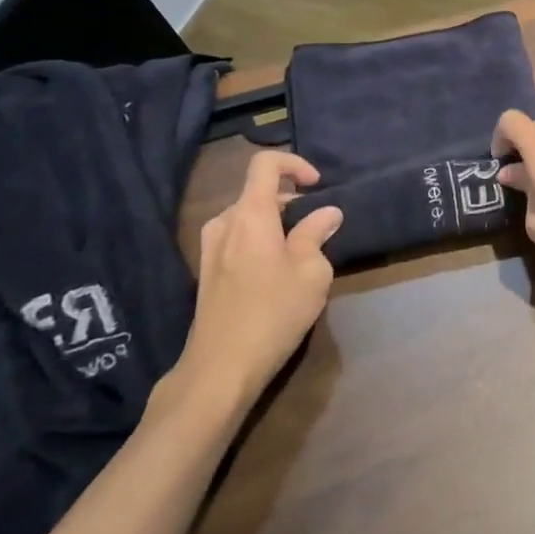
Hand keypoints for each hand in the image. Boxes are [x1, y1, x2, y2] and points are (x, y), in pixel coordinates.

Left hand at [161, 152, 341, 419]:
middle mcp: (225, 224)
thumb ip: (317, 234)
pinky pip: (238, 239)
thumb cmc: (273, 312)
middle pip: (258, 192)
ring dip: (277, 223)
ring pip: (248, 217)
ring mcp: (211, 249)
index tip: (317, 186)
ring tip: (302, 251)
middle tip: (319, 226)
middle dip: (292, 200)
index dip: (295, 165)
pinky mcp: (207, 273)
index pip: (266, 164)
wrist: (220, 369)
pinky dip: (262, 241)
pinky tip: (278, 273)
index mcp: (250, 214)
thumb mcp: (311, 271)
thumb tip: (327, 213)